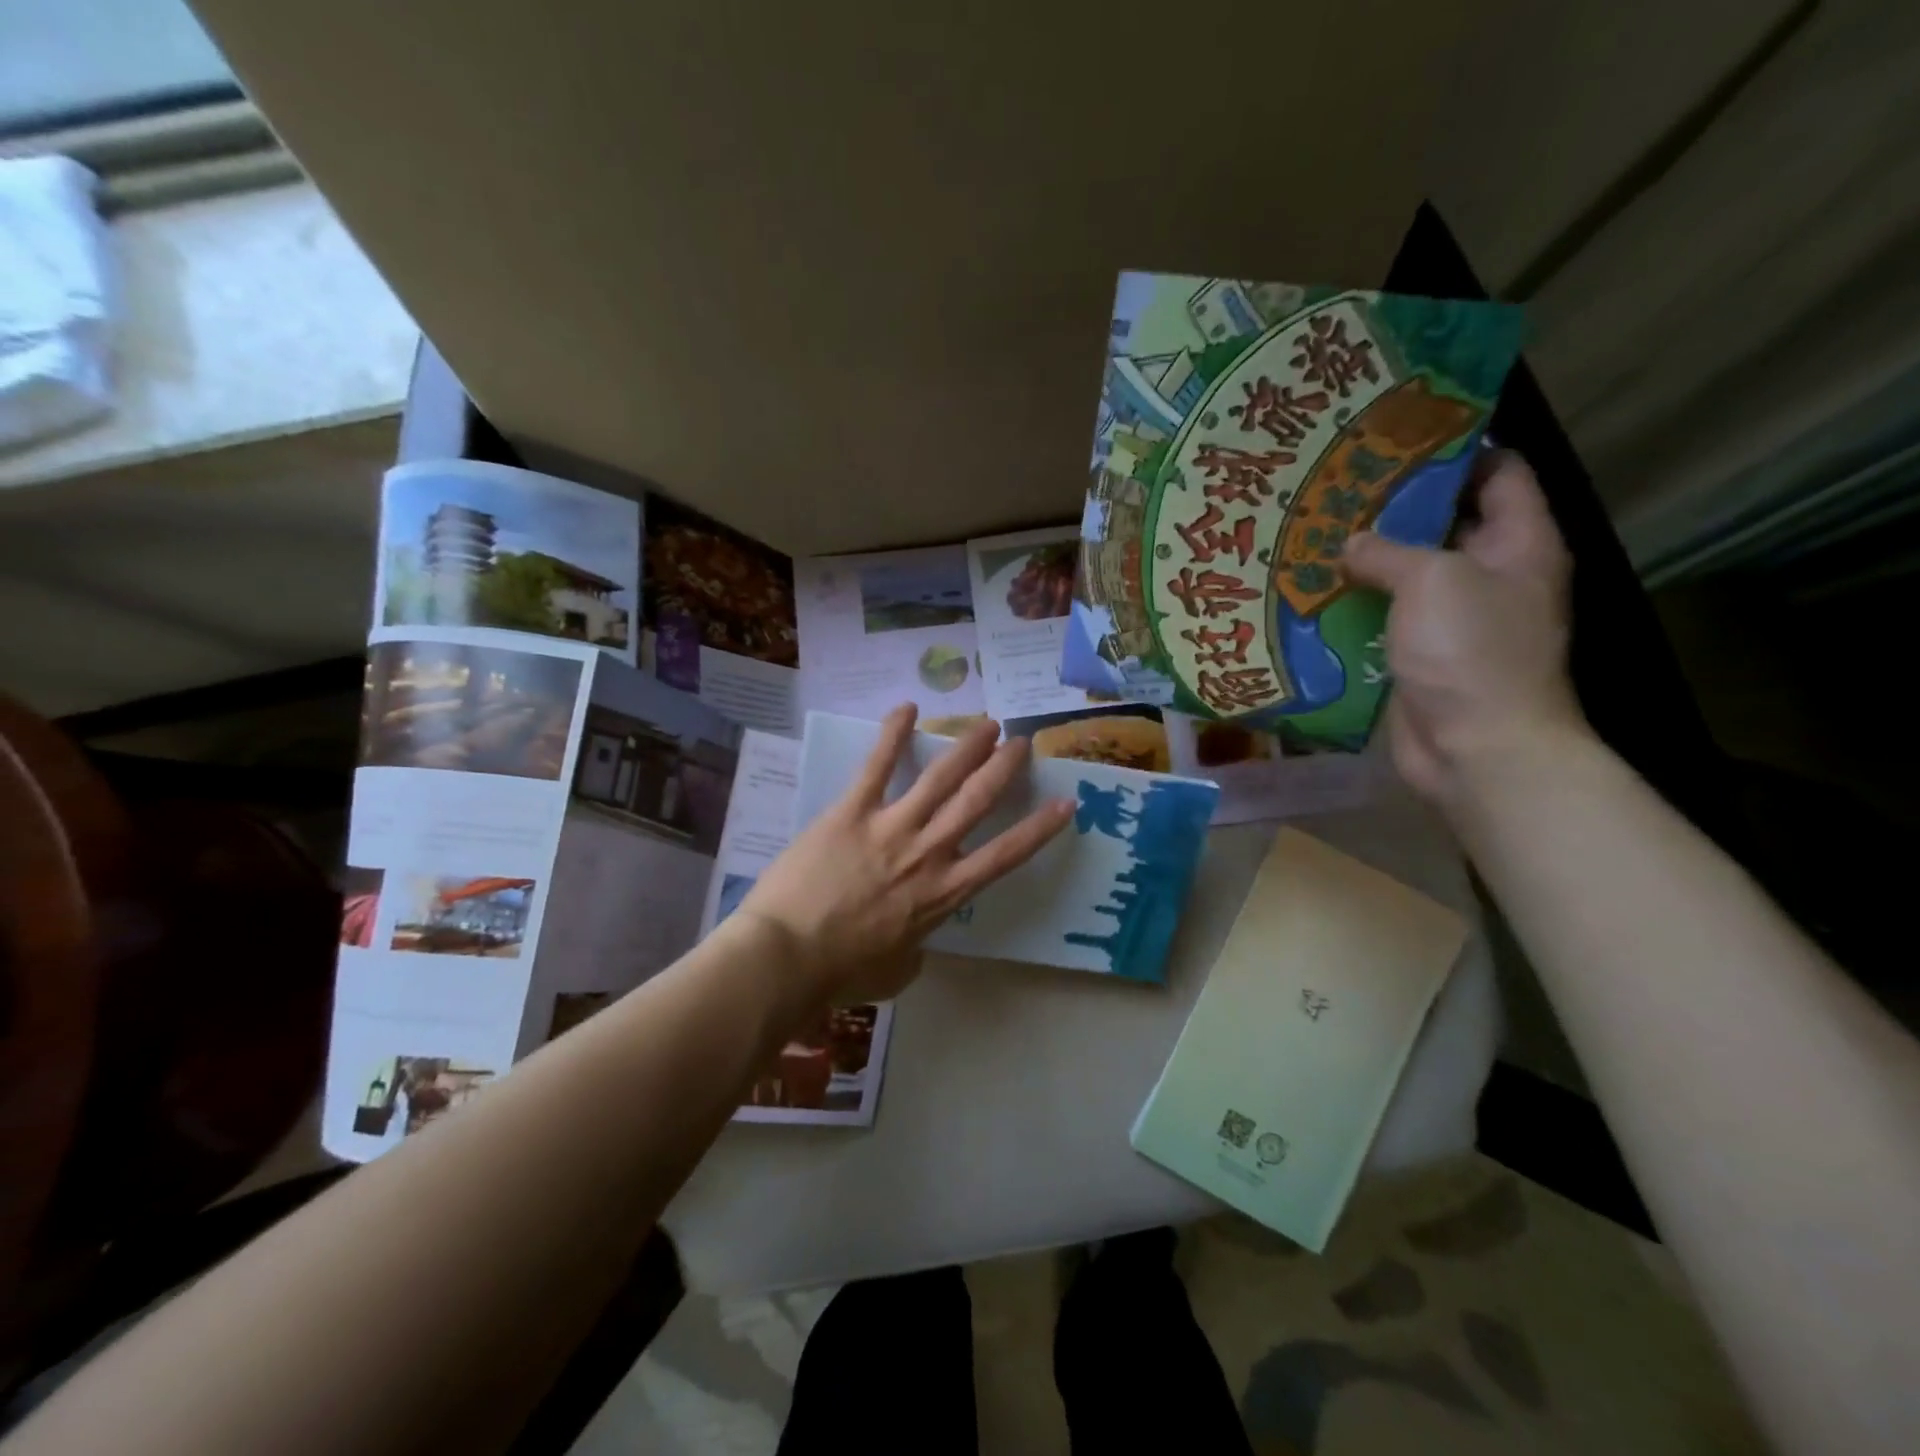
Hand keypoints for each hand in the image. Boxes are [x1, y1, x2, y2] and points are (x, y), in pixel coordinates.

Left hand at [737, 706, 1074, 1004]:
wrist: (788, 957)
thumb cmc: (844, 972)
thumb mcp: (898, 970)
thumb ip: (916, 947)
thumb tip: (914, 937)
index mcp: (944, 894)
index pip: (1005, 855)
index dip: (1040, 828)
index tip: (1066, 803)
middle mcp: (928, 853)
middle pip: (977, 801)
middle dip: (1003, 768)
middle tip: (1021, 742)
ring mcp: (891, 827)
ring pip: (940, 777)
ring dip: (967, 746)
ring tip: (986, 722)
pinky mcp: (852, 811)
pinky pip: (877, 765)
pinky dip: (893, 733)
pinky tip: (907, 707)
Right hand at [1340, 451, 1586, 806]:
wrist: (1478, 748)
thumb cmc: (1471, 651)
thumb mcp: (1432, 580)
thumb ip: (1388, 552)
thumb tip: (1350, 544)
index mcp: (1518, 542)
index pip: (1498, 472)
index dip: (1455, 450)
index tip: (1395, 438)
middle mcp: (1491, 574)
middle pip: (1444, 522)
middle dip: (1394, 506)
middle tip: (1335, 488)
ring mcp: (1455, 618)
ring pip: (1408, 574)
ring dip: (1367, 560)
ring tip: (1313, 535)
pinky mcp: (1421, 655)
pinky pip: (1386, 617)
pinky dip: (1355, 605)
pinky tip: (1313, 593)